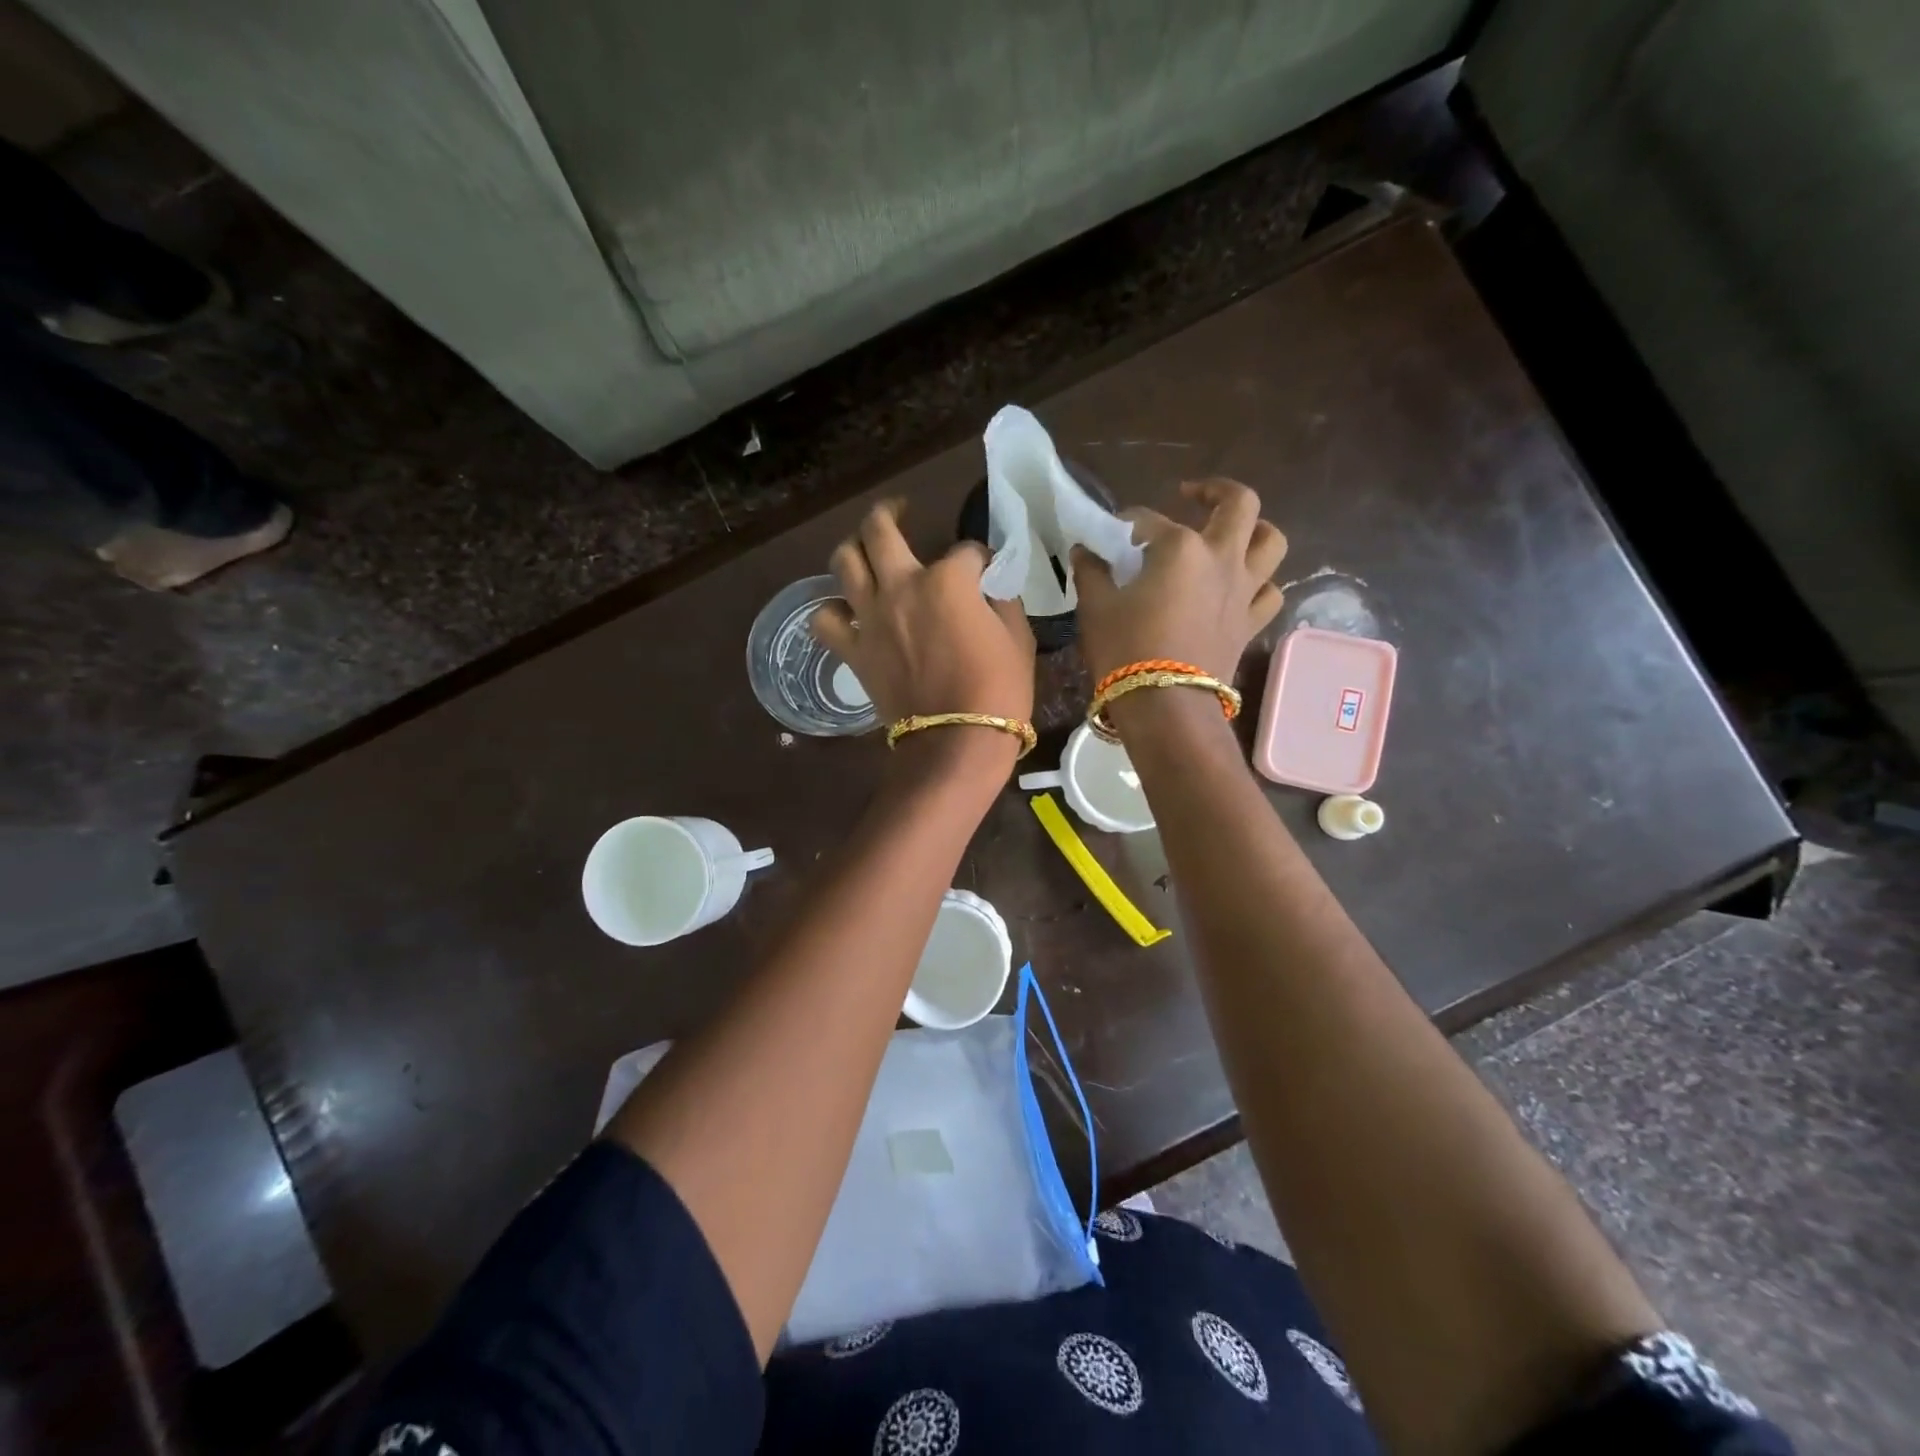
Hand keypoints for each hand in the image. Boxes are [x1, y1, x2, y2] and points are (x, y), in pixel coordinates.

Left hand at [811, 500, 1035, 731]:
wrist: (957, 742)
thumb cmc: (999, 690)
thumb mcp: (1018, 637)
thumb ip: (1000, 600)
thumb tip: (988, 586)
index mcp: (948, 580)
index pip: (965, 551)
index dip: (980, 558)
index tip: (987, 570)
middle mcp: (901, 586)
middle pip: (881, 529)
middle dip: (892, 511)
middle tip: (901, 509)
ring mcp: (871, 617)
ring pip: (844, 560)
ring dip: (854, 547)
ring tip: (865, 549)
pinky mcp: (853, 650)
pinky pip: (825, 619)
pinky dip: (832, 610)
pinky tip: (845, 609)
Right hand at [1071, 478, 1287, 683]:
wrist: (1166, 706)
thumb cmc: (1126, 650)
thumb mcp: (1096, 607)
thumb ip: (1091, 571)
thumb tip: (1084, 550)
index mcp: (1180, 547)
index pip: (1147, 520)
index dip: (1124, 524)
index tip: (1106, 536)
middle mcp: (1221, 557)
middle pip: (1238, 504)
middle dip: (1215, 491)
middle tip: (1191, 495)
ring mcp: (1243, 590)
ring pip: (1271, 542)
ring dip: (1254, 531)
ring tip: (1231, 535)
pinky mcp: (1250, 623)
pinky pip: (1269, 592)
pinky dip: (1259, 583)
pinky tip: (1240, 587)